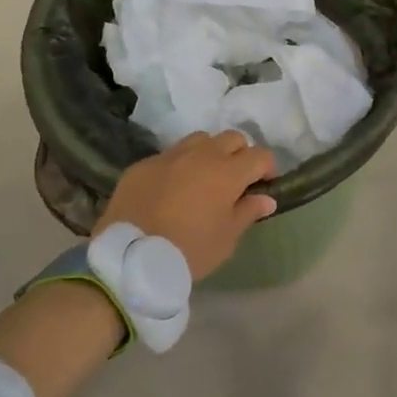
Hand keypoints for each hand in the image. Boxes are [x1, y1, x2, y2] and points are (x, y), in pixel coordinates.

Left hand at [95, 131, 278, 282]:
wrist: (130, 258)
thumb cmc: (189, 251)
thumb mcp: (226, 239)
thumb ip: (247, 212)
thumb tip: (265, 198)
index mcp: (228, 172)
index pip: (260, 156)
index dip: (267, 168)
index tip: (264, 185)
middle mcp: (202, 155)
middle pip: (232, 138)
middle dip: (240, 154)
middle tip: (236, 180)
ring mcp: (170, 156)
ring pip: (200, 140)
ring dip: (209, 153)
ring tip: (203, 177)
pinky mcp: (143, 164)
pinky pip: (169, 155)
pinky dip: (178, 166)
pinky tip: (171, 188)